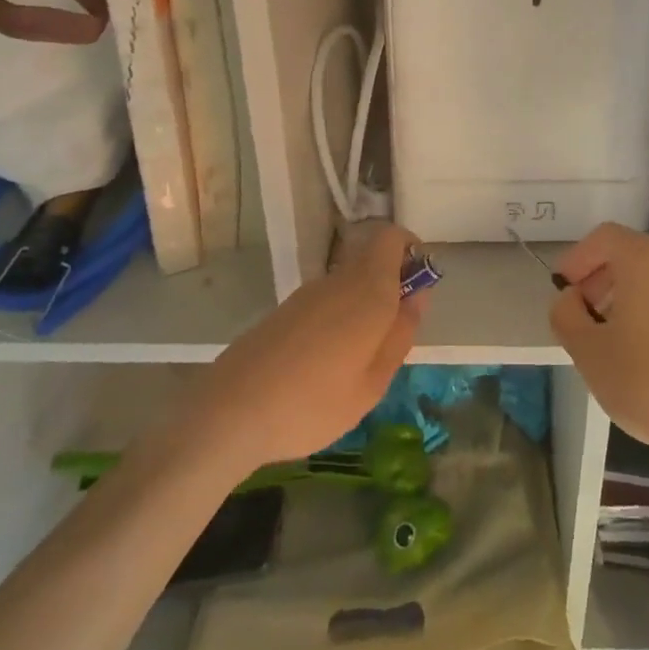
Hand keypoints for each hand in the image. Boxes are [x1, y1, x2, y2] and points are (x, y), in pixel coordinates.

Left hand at [195, 222, 425, 474]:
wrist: (229, 413)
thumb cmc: (313, 403)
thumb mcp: (373, 382)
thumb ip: (401, 334)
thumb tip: (418, 295)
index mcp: (367, 289)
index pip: (391, 236)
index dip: (410, 248)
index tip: (419, 282)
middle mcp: (338, 280)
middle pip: (372, 258)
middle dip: (391, 282)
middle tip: (395, 333)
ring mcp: (307, 294)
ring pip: (348, 282)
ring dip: (364, 305)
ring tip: (360, 360)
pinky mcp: (284, 312)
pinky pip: (325, 302)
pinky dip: (338, 319)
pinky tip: (326, 366)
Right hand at [550, 223, 648, 469]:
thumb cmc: (646, 380)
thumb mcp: (587, 350)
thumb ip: (566, 314)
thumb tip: (571, 299)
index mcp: (645, 258)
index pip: (602, 237)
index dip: (576, 259)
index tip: (562, 291)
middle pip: (628, 252)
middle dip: (598, 276)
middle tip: (579, 311)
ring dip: (622, 292)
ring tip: (604, 331)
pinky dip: (647, 306)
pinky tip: (637, 346)